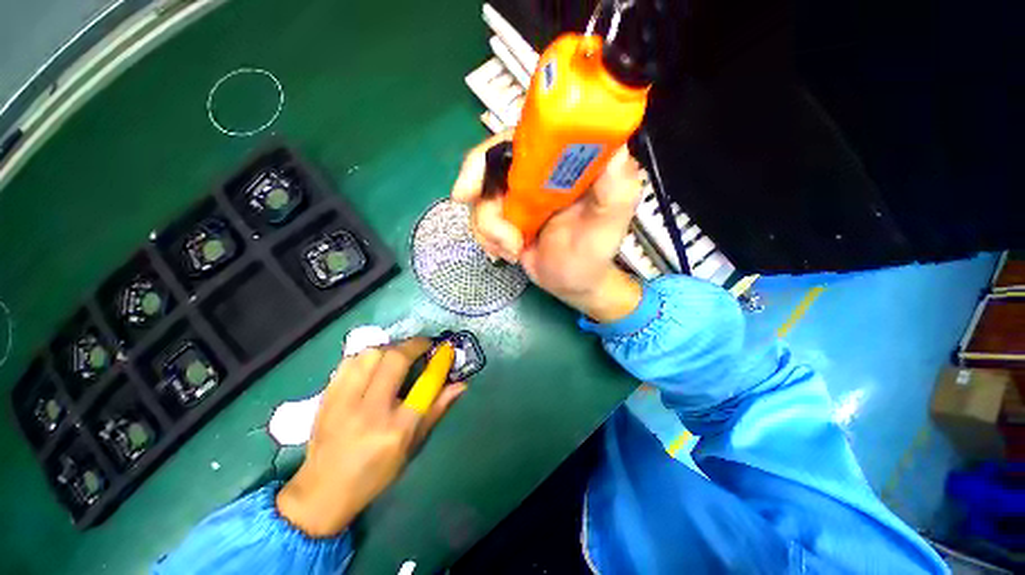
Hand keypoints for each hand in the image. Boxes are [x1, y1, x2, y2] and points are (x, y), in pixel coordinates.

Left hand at [276, 338, 465, 537]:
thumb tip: (460, 385)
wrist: (322, 491)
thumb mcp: (412, 446)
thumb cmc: (375, 473)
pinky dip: (366, 355)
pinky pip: (348, 362)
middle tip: (422, 346)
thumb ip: (436, 410)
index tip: (445, 349)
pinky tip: (373, 363)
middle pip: (394, 360)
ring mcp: (343, 403)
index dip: (439, 362)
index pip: (424, 385)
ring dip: (389, 348)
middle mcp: (370, 412)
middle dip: (413, 345)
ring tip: (397, 354)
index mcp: (396, 430)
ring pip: (369, 354)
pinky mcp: (325, 397)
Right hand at [452, 132, 643, 321]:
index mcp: (563, 165)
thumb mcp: (610, 224)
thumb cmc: (593, 255)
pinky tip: (508, 253)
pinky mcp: (506, 218)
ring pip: (481, 196)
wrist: (573, 284)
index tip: (474, 180)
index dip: (492, 149)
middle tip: (465, 199)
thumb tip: (615, 149)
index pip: (524, 138)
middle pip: (490, 161)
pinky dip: (487, 238)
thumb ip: (617, 189)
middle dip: (476, 185)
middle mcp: (538, 175)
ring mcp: (518, 197)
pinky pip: (480, 219)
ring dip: (489, 227)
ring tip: (513, 249)